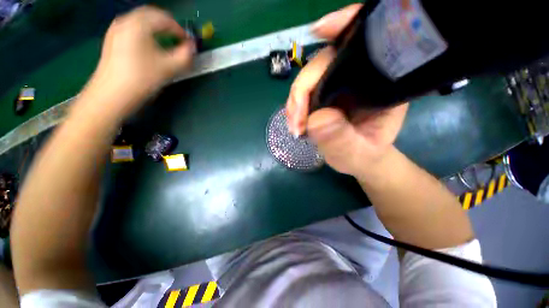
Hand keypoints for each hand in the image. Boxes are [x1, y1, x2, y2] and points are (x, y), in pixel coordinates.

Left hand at [81, 6, 195, 118]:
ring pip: (140, 21)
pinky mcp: (112, 40)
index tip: (188, 41)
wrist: (112, 95)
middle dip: (167, 25)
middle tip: (178, 39)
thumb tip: (192, 48)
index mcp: (139, 24)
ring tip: (166, 42)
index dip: (179, 29)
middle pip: (150, 15)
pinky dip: (144, 33)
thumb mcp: (169, 68)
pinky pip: (132, 29)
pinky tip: (149, 46)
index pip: (164, 18)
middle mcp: (125, 21)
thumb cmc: (141, 79)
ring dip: (156, 28)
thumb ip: (185, 56)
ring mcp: (116, 30)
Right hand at [286, 4, 407, 176]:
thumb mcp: (357, 153)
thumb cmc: (365, 156)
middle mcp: (359, 78)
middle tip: (296, 121)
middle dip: (303, 89)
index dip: (345, 28)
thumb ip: (341, 139)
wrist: (359, 160)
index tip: (320, 30)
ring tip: (295, 127)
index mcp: (381, 84)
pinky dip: (296, 106)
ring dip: (296, 101)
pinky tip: (295, 121)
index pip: (365, 45)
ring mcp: (338, 86)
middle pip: (325, 63)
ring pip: (311, 78)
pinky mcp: (325, 95)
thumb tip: (317, 119)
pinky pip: (305, 92)